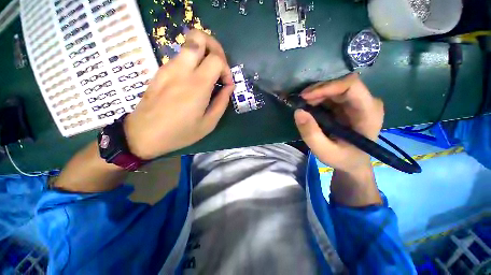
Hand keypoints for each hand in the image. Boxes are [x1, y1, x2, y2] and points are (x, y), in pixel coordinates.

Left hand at [123, 30, 234, 159]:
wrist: (143, 135)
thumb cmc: (180, 133)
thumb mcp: (208, 124)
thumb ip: (221, 103)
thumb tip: (229, 87)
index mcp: (197, 85)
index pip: (216, 59)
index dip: (227, 69)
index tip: (226, 84)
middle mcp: (182, 70)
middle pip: (198, 37)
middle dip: (214, 47)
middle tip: (219, 65)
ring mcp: (168, 68)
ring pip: (189, 44)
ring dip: (204, 54)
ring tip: (208, 75)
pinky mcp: (160, 71)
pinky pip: (180, 57)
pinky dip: (193, 62)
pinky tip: (194, 81)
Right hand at [294, 73, 383, 171]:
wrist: (352, 162)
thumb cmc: (342, 158)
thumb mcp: (324, 151)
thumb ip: (311, 134)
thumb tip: (298, 112)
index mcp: (368, 113)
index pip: (351, 86)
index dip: (326, 87)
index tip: (305, 97)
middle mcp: (367, 102)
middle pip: (341, 85)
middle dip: (318, 91)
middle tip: (300, 102)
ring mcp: (358, 102)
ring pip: (335, 87)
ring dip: (316, 94)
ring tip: (303, 105)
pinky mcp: (349, 104)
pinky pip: (332, 94)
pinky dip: (318, 98)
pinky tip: (309, 106)